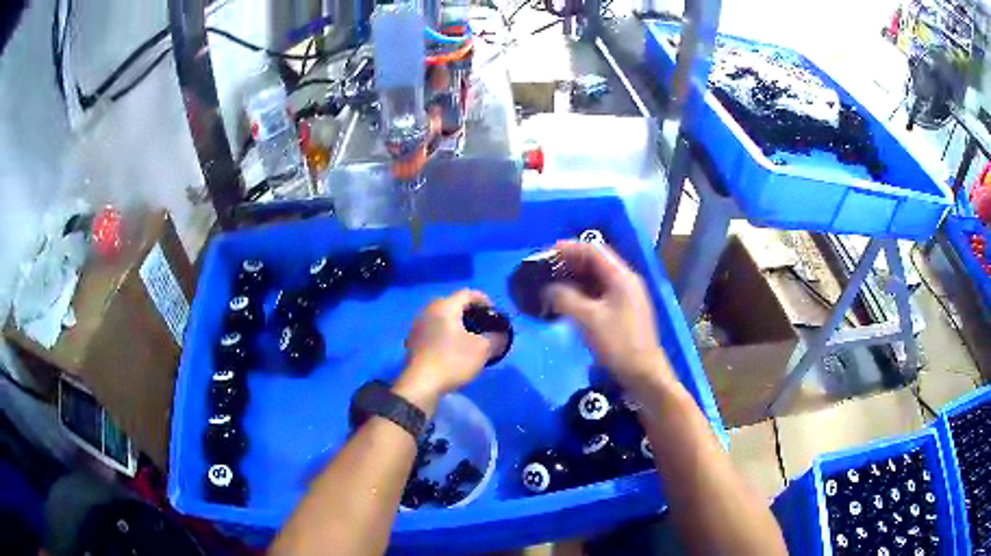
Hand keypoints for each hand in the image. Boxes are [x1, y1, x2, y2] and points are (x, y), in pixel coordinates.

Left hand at [398, 290, 499, 405]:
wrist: (420, 384)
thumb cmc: (452, 361)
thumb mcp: (482, 350)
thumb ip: (496, 338)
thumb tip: (501, 335)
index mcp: (444, 306)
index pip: (467, 293)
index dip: (484, 300)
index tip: (494, 314)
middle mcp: (428, 310)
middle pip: (453, 304)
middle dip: (470, 313)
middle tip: (483, 325)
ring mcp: (418, 325)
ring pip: (442, 318)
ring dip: (457, 324)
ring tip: (470, 338)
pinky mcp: (413, 340)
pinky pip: (434, 330)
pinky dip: (446, 334)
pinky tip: (453, 348)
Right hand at [545, 241, 672, 390]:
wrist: (643, 373)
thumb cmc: (618, 343)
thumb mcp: (588, 319)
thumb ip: (565, 298)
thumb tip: (547, 288)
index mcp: (621, 276)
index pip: (593, 250)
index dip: (568, 248)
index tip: (545, 254)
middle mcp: (625, 281)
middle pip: (595, 262)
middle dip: (569, 264)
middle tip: (544, 271)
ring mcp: (625, 296)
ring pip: (596, 278)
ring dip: (574, 279)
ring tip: (550, 286)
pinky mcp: (623, 311)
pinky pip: (599, 293)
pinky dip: (581, 293)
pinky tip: (566, 303)